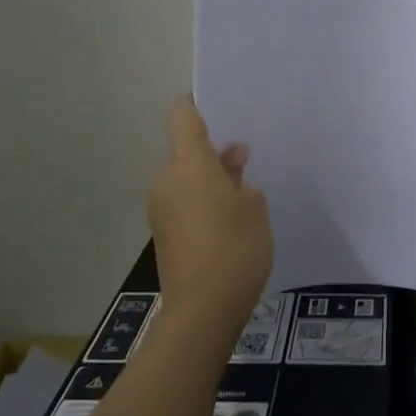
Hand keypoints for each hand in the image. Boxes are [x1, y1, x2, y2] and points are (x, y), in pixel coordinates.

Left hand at [148, 98, 273, 328]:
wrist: (203, 310)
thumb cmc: (236, 248)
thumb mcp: (254, 206)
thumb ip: (241, 178)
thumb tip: (230, 162)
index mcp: (188, 163)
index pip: (182, 115)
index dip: (197, 105)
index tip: (221, 108)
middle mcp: (166, 179)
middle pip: (186, 151)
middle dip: (213, 153)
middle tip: (246, 164)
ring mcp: (160, 208)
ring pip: (185, 179)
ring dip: (209, 181)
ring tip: (244, 197)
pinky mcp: (162, 233)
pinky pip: (183, 202)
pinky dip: (202, 203)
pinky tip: (230, 222)